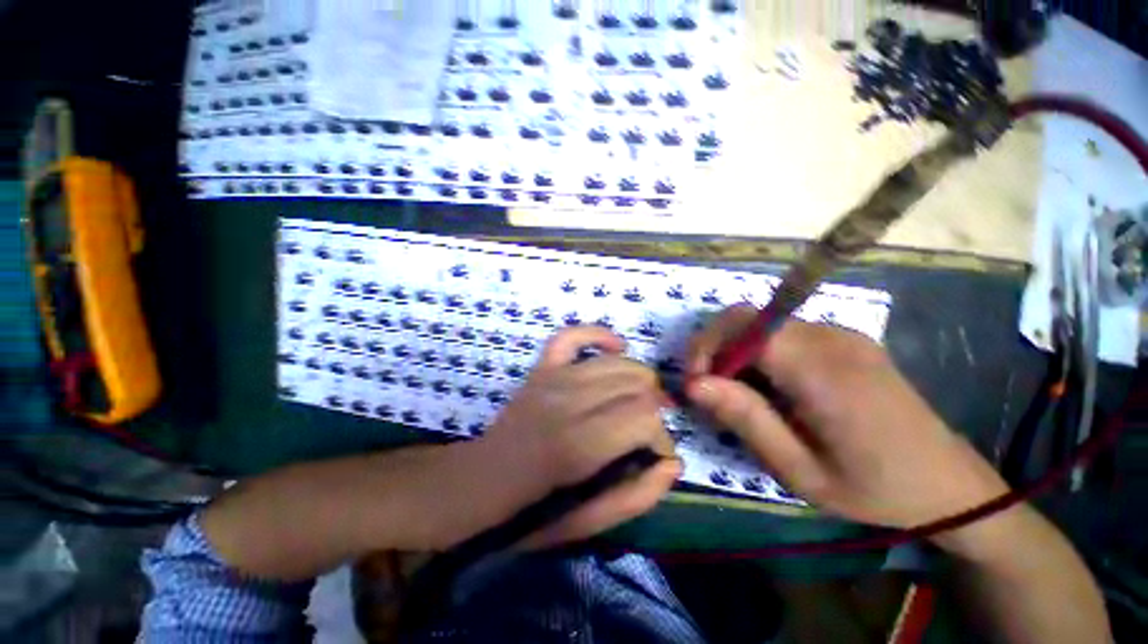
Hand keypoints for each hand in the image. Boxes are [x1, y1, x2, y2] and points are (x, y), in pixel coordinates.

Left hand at [442, 326, 680, 547]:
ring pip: (617, 362)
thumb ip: (636, 496)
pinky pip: (573, 336)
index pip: (644, 417)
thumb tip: (673, 462)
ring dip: (639, 379)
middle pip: (636, 385)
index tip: (654, 453)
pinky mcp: (542, 368)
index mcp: (578, 445)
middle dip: (653, 409)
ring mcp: (552, 377)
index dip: (661, 435)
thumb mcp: (588, 523)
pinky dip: (599, 335)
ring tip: (638, 401)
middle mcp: (567, 401)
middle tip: (644, 431)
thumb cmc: (531, 510)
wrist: (480, 481)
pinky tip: (617, 347)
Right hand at [686, 306, 1007, 529]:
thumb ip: (746, 420)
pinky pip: (781, 332)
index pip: (745, 327)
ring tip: (737, 393)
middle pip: (747, 317)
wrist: (949, 482)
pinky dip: (757, 352)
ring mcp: (840, 334)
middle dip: (714, 347)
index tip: (695, 384)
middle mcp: (831, 338)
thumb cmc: (874, 489)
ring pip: (760, 323)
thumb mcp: (801, 471)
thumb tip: (694, 383)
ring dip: (734, 351)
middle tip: (708, 389)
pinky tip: (767, 386)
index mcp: (824, 372)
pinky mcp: (843, 338)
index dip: (708, 346)